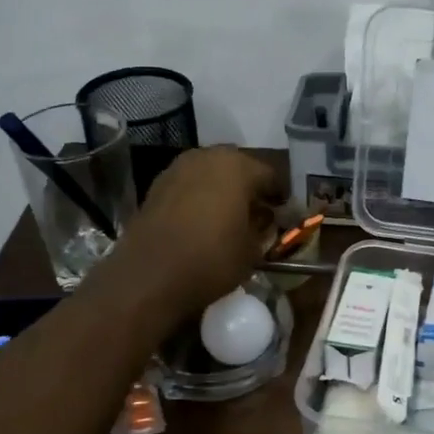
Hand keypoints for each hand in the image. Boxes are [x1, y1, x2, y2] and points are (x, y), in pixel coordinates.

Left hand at [92, 147, 285, 320]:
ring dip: (223, 190)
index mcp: (238, 166)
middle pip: (239, 168)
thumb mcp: (252, 250)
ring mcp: (178, 168)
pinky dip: (199, 197)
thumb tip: (265, 220)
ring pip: (211, 174)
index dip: (281, 197)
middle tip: (258, 213)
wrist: (148, 277)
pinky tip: (203, 220)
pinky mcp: (157, 185)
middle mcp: (207, 157)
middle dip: (250, 188)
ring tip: (230, 217)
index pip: (271, 175)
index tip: (285, 215)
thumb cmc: (211, 260)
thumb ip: (264, 228)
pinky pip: (189, 186)